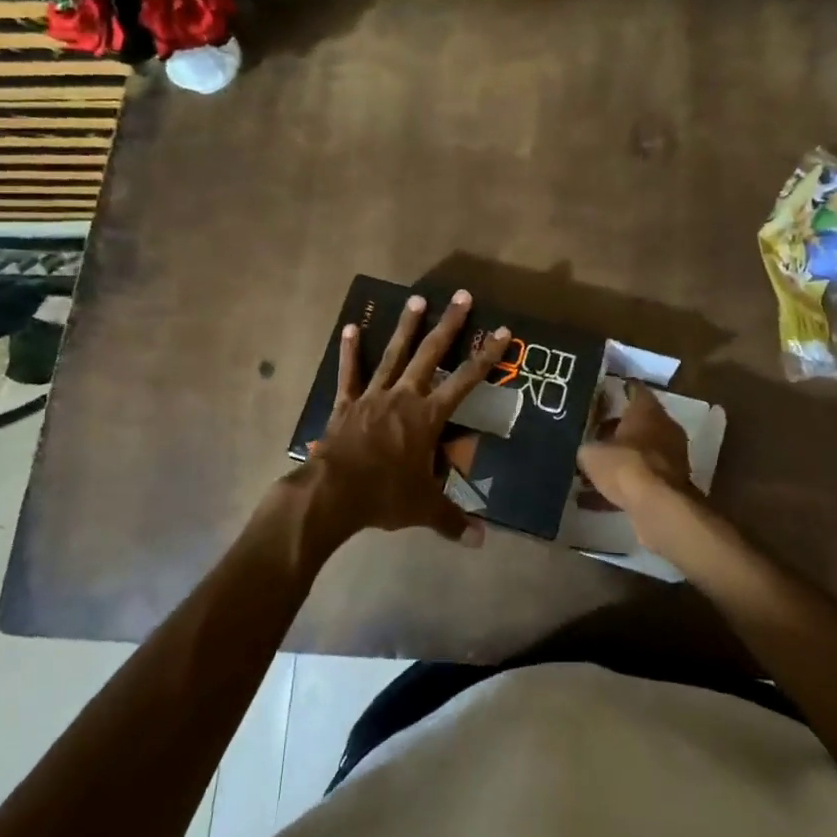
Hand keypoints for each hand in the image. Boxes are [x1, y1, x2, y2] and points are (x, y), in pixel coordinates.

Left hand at [308, 290, 511, 547]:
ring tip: (417, 298)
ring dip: (406, 327)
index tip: (503, 332)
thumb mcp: (423, 508)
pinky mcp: (347, 403)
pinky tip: (349, 327)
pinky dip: (350, 351)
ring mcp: (373, 396)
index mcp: (428, 417)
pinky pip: (349, 373)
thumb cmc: (384, 495)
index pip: (465, 381)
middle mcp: (404, 397)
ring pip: (393, 355)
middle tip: (462, 296)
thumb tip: (480, 541)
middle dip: (449, 325)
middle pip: (431, 354)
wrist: (333, 492)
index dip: (486, 357)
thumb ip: (453, 520)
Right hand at [576, 384, 698, 556]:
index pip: (633, 389)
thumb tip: (582, 451)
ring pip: (638, 453)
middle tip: (587, 434)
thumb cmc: (625, 465)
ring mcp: (670, 458)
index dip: (615, 389)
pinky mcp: (668, 485)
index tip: (596, 393)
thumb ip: (585, 447)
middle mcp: (664, 429)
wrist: (658, 507)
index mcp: (647, 411)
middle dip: (612, 429)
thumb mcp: (591, 453)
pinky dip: (620, 487)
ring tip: (586, 471)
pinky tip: (592, 500)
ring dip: (617, 461)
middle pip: (636, 423)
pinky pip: (639, 480)